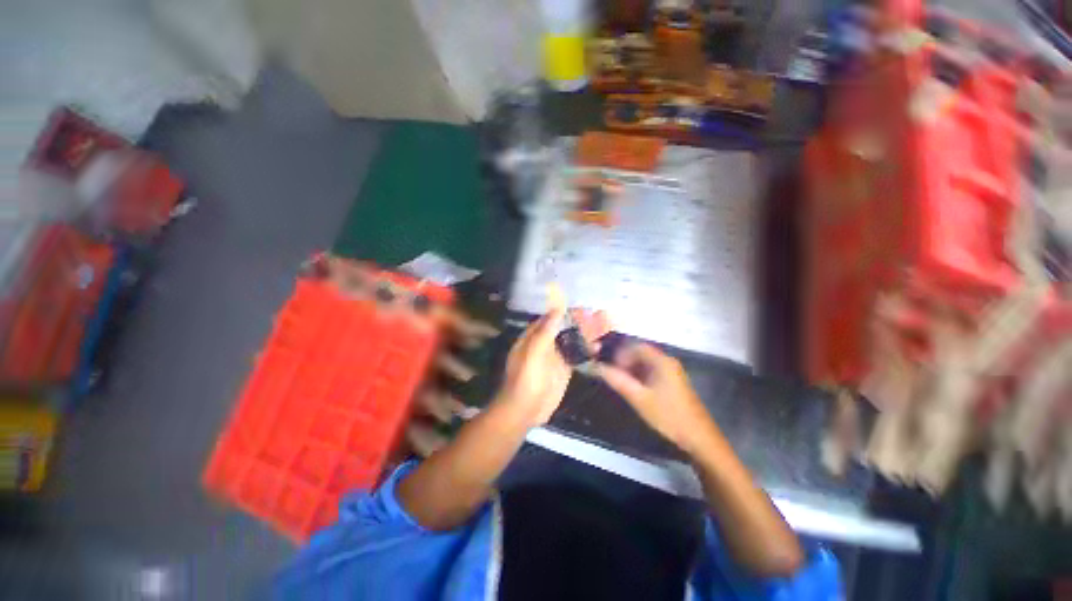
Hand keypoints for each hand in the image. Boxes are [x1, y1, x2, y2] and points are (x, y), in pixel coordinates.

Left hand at [496, 306, 607, 426]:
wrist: (525, 411)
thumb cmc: (525, 380)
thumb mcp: (533, 354)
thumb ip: (545, 332)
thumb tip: (556, 309)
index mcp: (533, 337)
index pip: (551, 318)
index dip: (567, 312)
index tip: (583, 309)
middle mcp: (545, 344)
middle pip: (564, 328)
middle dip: (580, 322)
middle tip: (599, 315)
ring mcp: (555, 356)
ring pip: (572, 340)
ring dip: (586, 333)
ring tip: (604, 325)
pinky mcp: (564, 369)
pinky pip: (576, 355)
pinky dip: (586, 350)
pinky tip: (598, 346)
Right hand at [598, 343, 719, 453]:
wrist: (699, 439)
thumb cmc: (668, 415)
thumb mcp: (639, 398)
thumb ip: (617, 380)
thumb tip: (596, 367)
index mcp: (662, 361)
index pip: (635, 346)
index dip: (619, 354)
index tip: (609, 367)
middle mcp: (668, 362)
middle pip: (640, 353)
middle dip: (624, 362)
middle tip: (612, 376)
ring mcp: (672, 372)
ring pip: (645, 364)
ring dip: (631, 370)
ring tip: (620, 384)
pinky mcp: (673, 383)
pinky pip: (652, 372)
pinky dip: (640, 377)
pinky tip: (634, 390)